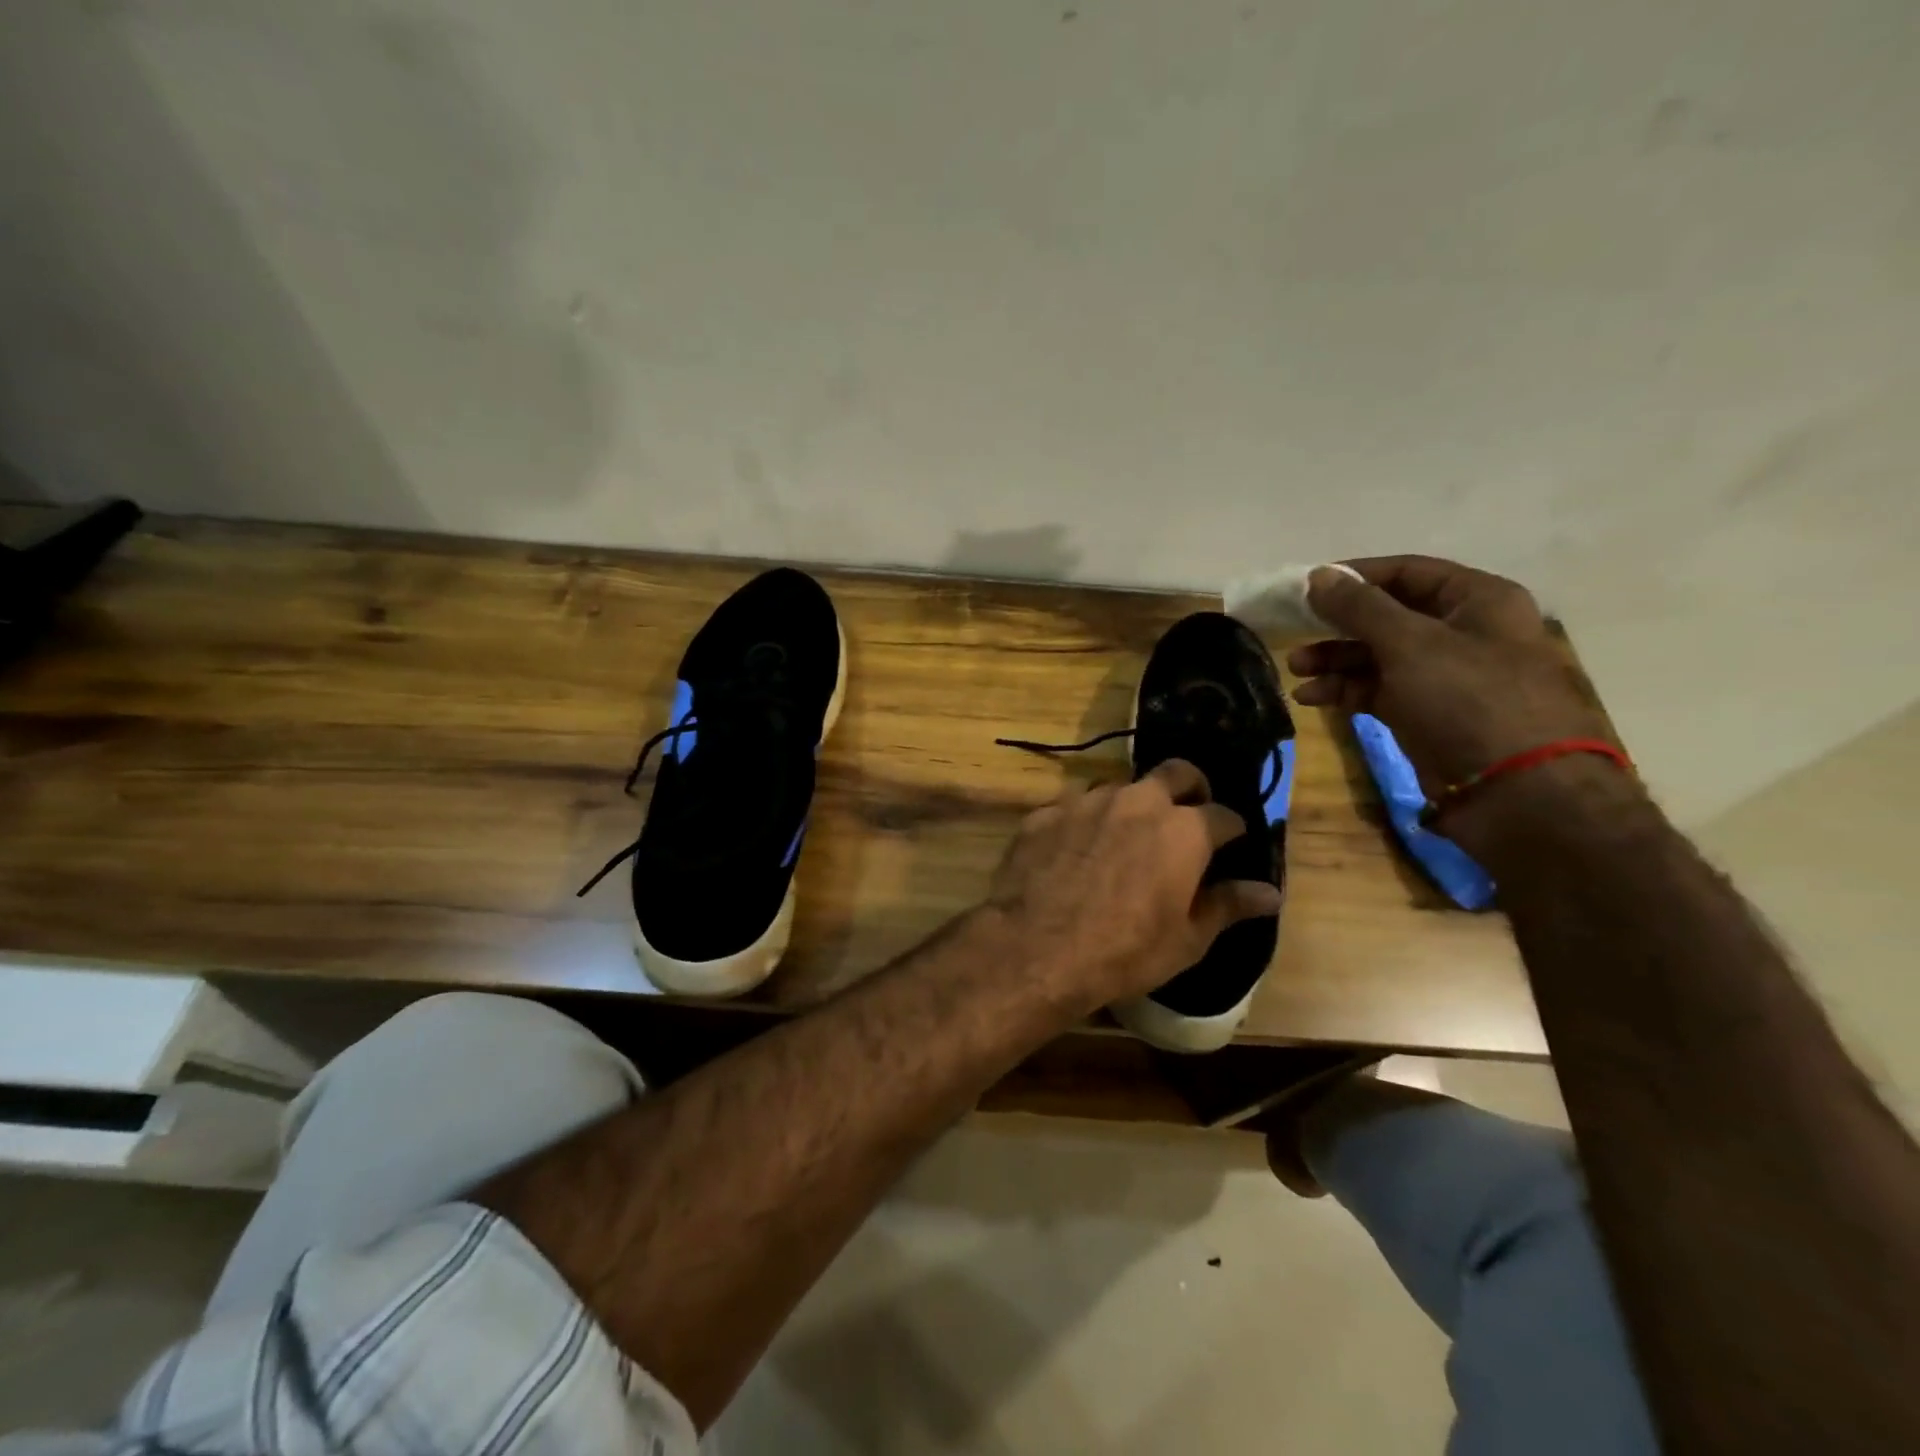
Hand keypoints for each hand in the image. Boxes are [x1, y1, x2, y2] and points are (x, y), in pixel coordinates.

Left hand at [985, 759, 1282, 1013]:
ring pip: (1120, 787)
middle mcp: (1138, 801)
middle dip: (1190, 788)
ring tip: (1125, 838)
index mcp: (1183, 829)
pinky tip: (1075, 852)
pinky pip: (1074, 807)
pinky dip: (1085, 823)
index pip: (1224, 815)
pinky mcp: (1045, 812)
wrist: (1037, 949)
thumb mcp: (1187, 939)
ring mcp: (1087, 801)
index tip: (1231, 843)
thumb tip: (1270, 892)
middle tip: (1187, 816)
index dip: (1232, 829)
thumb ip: (1228, 906)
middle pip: (1176, 773)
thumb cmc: (1125, 951)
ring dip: (1131, 805)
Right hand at [1288, 556, 1622, 830]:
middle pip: (1388, 616)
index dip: (1355, 577)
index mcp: (1477, 600)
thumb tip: (1317, 576)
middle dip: (1338, 626)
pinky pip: (1379, 691)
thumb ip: (1359, 607)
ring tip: (1296, 671)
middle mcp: (1464, 632)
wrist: (1515, 792)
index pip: (1407, 572)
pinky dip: (1346, 692)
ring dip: (1335, 661)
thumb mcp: (1409, 643)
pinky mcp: (1428, 715)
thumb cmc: (1468, 699)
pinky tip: (1312, 699)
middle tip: (1295, 635)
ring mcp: (1446, 677)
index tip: (1306, 588)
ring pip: (1379, 656)